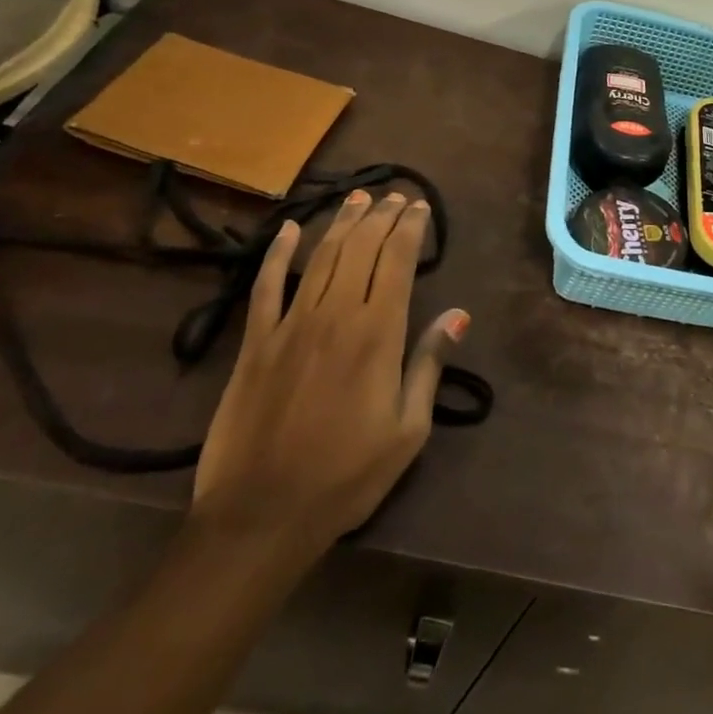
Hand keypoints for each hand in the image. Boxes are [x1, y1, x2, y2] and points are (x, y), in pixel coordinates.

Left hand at [190, 191, 467, 570]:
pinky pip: (265, 285)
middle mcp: (336, 315)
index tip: (420, 207)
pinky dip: (276, 253)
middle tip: (395, 196)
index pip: (398, 260)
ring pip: (320, 256)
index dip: (410, 228)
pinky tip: (287, 230)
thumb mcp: (408, 430)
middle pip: (361, 247)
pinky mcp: (255, 342)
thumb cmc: (347, 477)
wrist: (261, 516)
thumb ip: (429, 364)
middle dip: (381, 216)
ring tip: (358, 198)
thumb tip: (457, 314)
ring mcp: (290, 325)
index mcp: (378, 333)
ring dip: (342, 222)